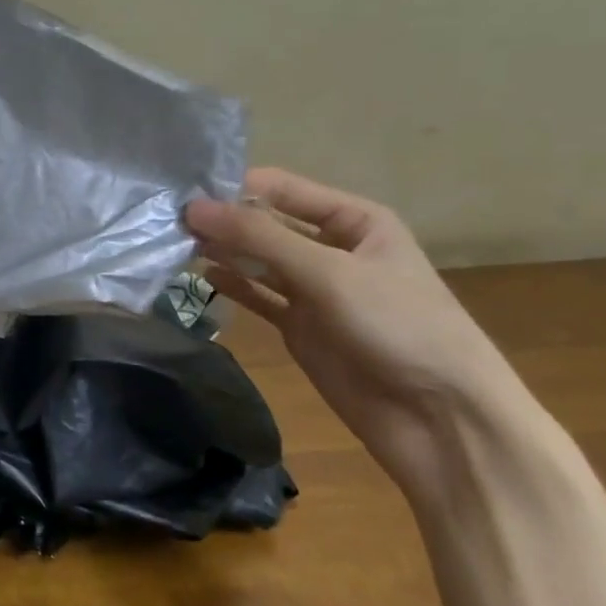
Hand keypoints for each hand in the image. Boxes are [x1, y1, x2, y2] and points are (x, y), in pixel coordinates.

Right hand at [186, 168, 533, 498]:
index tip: (182, 191)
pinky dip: (232, 285)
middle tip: (166, 219)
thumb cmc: (397, 325)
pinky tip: (200, 275)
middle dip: (222, 220)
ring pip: (258, 259)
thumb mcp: (328, 272)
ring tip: (173, 243)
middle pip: (266, 222)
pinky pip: (259, 296)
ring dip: (222, 250)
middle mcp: (332, 247)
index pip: (281, 188)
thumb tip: (192, 208)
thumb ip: (259, 238)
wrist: (440, 419)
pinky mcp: (300, 326)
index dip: (234, 187)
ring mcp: (315, 289)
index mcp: (354, 220)